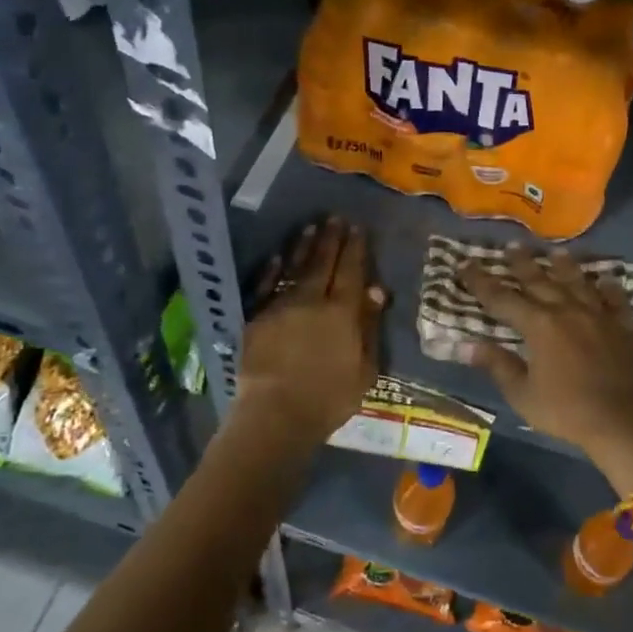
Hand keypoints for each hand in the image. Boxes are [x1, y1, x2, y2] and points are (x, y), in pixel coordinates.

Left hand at [235, 217, 384, 449]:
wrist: (276, 414)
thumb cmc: (329, 398)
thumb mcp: (365, 369)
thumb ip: (369, 327)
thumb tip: (376, 290)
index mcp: (342, 312)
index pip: (351, 271)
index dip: (355, 248)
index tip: (358, 227)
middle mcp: (312, 301)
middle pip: (323, 263)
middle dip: (331, 239)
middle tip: (335, 217)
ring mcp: (281, 307)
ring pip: (294, 268)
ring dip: (303, 246)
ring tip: (310, 227)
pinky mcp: (256, 319)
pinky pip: (265, 287)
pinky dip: (271, 270)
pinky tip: (276, 257)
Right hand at [457, 243, 632, 460]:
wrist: (626, 420)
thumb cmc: (567, 411)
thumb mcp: (523, 395)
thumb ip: (498, 365)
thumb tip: (467, 344)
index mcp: (538, 325)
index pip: (501, 297)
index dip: (481, 281)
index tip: (465, 264)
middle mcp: (566, 309)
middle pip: (540, 279)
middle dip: (522, 262)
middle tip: (512, 245)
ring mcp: (598, 314)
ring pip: (577, 281)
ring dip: (564, 265)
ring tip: (556, 252)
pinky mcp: (624, 325)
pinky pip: (615, 298)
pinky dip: (609, 287)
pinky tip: (606, 278)